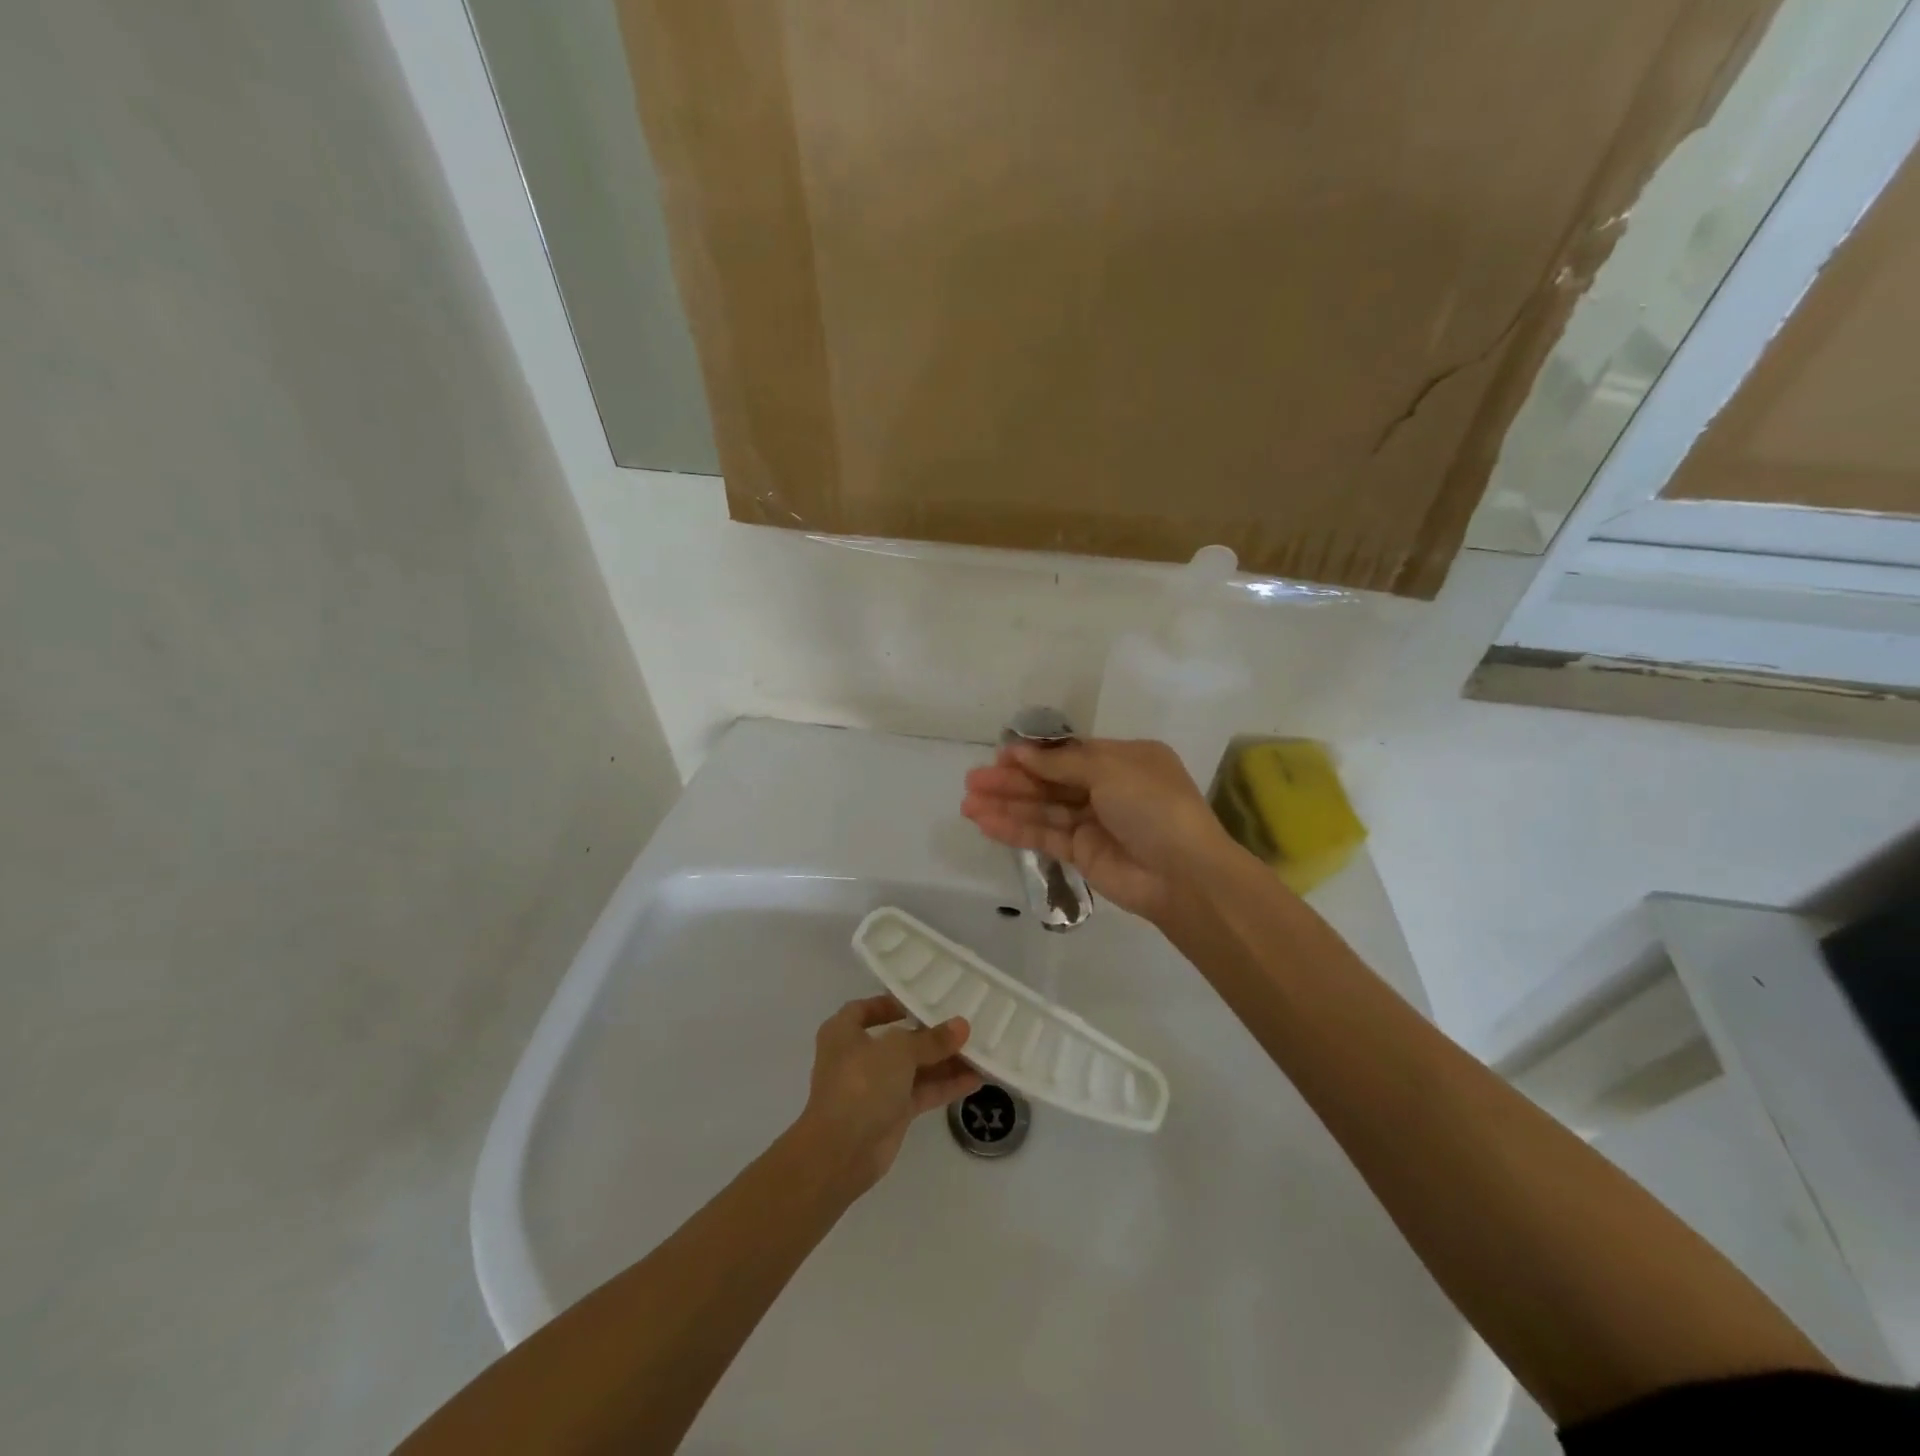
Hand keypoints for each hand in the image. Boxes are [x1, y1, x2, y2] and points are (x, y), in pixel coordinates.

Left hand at [792, 995, 980, 1193]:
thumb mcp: (899, 1051)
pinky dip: (946, 1086)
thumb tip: (962, 1025)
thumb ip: (932, 1040)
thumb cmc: (861, 1083)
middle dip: (929, 1035)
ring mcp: (875, 1087)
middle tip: (963, 1024)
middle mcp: (858, 1057)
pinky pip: (923, 1092)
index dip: (890, 1004)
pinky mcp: (892, 1113)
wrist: (842, 1152)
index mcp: (844, 1032)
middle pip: (897, 1040)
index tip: (920, 1001)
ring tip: (979, 1049)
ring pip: (914, 1068)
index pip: (865, 1009)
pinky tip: (975, 1078)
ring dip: (944, 1061)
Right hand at [961, 738, 1233, 921]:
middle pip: (1051, 780)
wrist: (1184, 875)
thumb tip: (1021, 752)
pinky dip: (1016, 829)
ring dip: (1007, 805)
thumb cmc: (1153, 806)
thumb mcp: (1110, 770)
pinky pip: (1045, 836)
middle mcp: (1108, 788)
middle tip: (972, 781)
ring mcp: (1094, 823)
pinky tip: (985, 823)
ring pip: (1043, 809)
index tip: (1000, 755)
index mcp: (1124, 760)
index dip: (1034, 754)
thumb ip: (1061, 762)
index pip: (1070, 753)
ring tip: (967, 803)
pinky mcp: (1082, 854)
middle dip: (1012, 780)